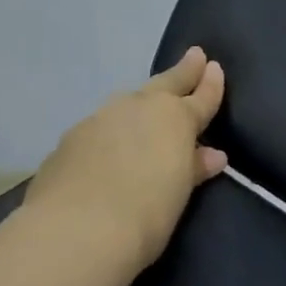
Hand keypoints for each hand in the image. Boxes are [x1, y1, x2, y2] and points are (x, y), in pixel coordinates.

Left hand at [23, 48, 227, 275]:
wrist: (75, 230)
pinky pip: (100, 126)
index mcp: (174, 119)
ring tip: (148, 106)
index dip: (210, 84)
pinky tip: (107, 145)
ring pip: (129, 101)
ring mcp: (101, 118)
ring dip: (142, 101)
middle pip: (165, 84)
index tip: (215, 67)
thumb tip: (212, 155)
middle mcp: (138, 108)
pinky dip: (111, 130)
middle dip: (182, 72)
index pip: (200, 97)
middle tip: (194, 55)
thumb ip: (193, 169)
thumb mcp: (178, 194)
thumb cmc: (145, 216)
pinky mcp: (71, 138)